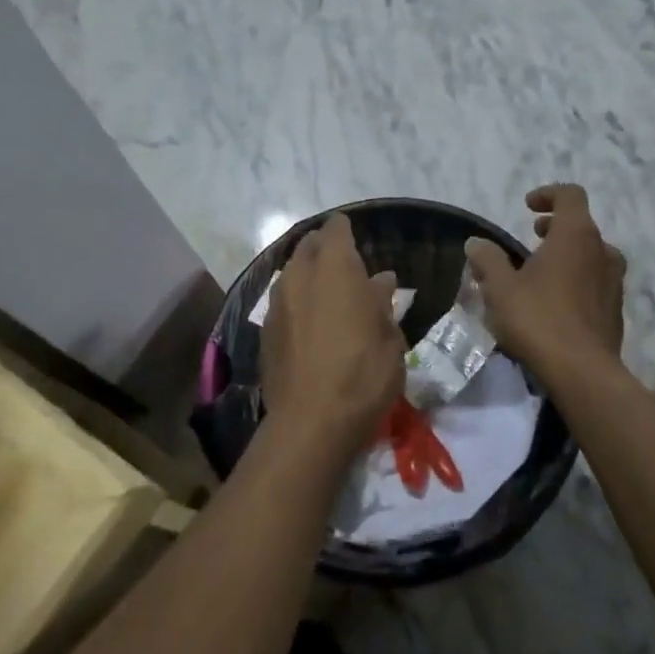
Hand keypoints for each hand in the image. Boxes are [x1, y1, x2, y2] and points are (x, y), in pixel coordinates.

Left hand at [260, 214, 405, 463]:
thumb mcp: (389, 338)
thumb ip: (382, 302)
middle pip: (308, 246)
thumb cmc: (363, 374)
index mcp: (335, 268)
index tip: (357, 238)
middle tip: (345, 267)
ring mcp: (277, 303)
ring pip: (291, 273)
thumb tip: (381, 280)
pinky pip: (283, 302)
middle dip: (324, 249)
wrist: (311, 423)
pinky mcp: (265, 330)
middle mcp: (300, 276)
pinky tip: (311, 323)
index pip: (336, 229)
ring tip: (328, 295)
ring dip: (308, 276)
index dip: (345, 230)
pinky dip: (297, 303)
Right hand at [465, 185, 625, 380]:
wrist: (583, 372)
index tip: (527, 208)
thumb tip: (476, 243)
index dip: (548, 194)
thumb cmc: (539, 319)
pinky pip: (596, 282)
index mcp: (576, 235)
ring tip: (541, 274)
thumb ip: (487, 259)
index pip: (570, 194)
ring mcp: (614, 281)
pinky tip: (555, 304)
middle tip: (531, 240)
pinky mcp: (616, 309)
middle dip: (555, 227)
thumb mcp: (500, 287)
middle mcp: (602, 251)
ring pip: (591, 255)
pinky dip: (577, 280)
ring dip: (567, 256)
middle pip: (581, 225)